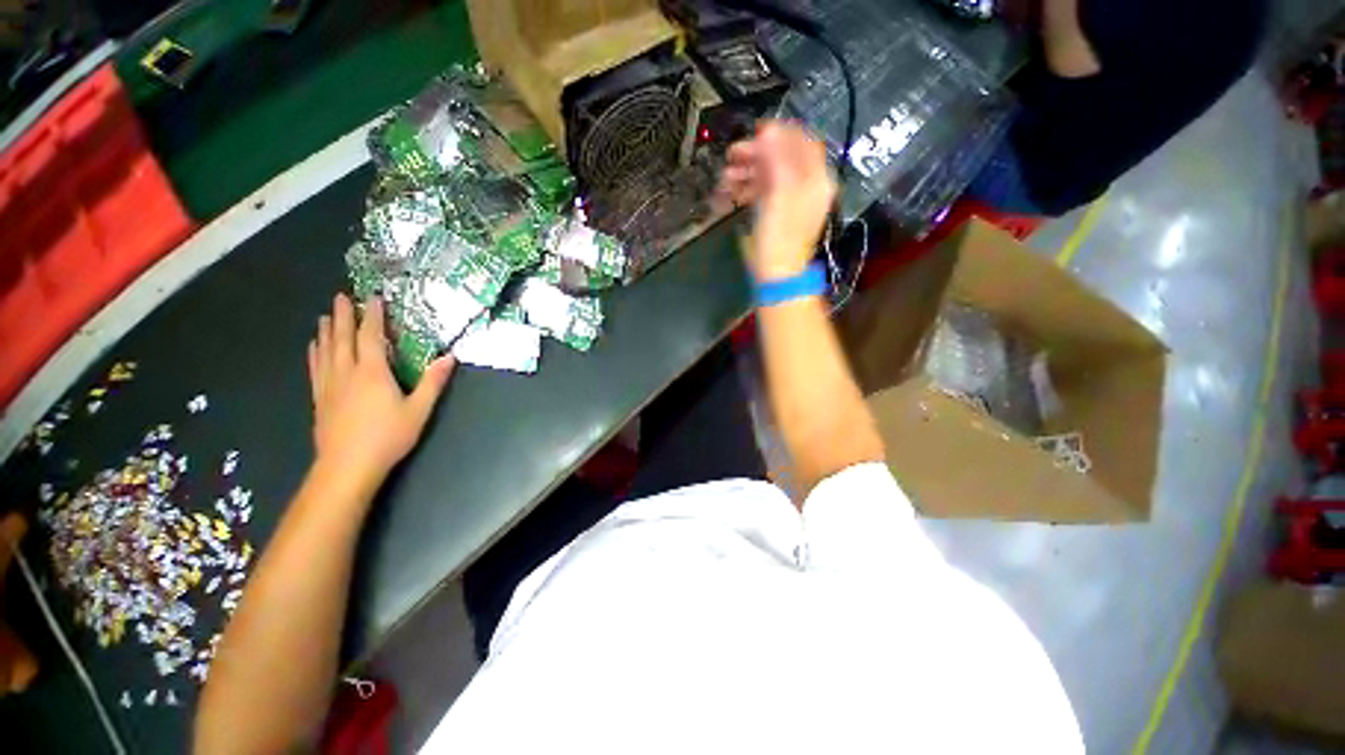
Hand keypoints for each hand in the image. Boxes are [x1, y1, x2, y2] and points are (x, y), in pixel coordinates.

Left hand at [307, 294, 454, 489]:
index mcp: (372, 372)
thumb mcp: (419, 409)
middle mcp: (347, 372)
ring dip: (326, 330)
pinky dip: (315, 352)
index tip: (373, 298)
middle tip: (341, 296)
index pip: (372, 336)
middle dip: (343, 315)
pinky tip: (314, 346)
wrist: (347, 465)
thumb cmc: (388, 436)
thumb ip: (433, 382)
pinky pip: (315, 367)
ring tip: (325, 315)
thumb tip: (450, 357)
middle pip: (343, 337)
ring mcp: (329, 384)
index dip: (373, 316)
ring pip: (325, 350)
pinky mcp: (320, 397)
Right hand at [716, 121, 836, 280]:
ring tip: (727, 176)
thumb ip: (776, 160)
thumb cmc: (779, 236)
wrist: (776, 274)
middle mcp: (807, 187)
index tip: (756, 132)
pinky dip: (748, 187)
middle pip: (783, 158)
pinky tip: (732, 189)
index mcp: (816, 180)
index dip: (781, 134)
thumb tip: (768, 131)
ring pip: (771, 175)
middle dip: (757, 154)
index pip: (803, 143)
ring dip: (748, 171)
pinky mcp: (777, 213)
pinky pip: (764, 191)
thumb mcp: (779, 195)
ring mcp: (791, 201)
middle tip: (733, 154)